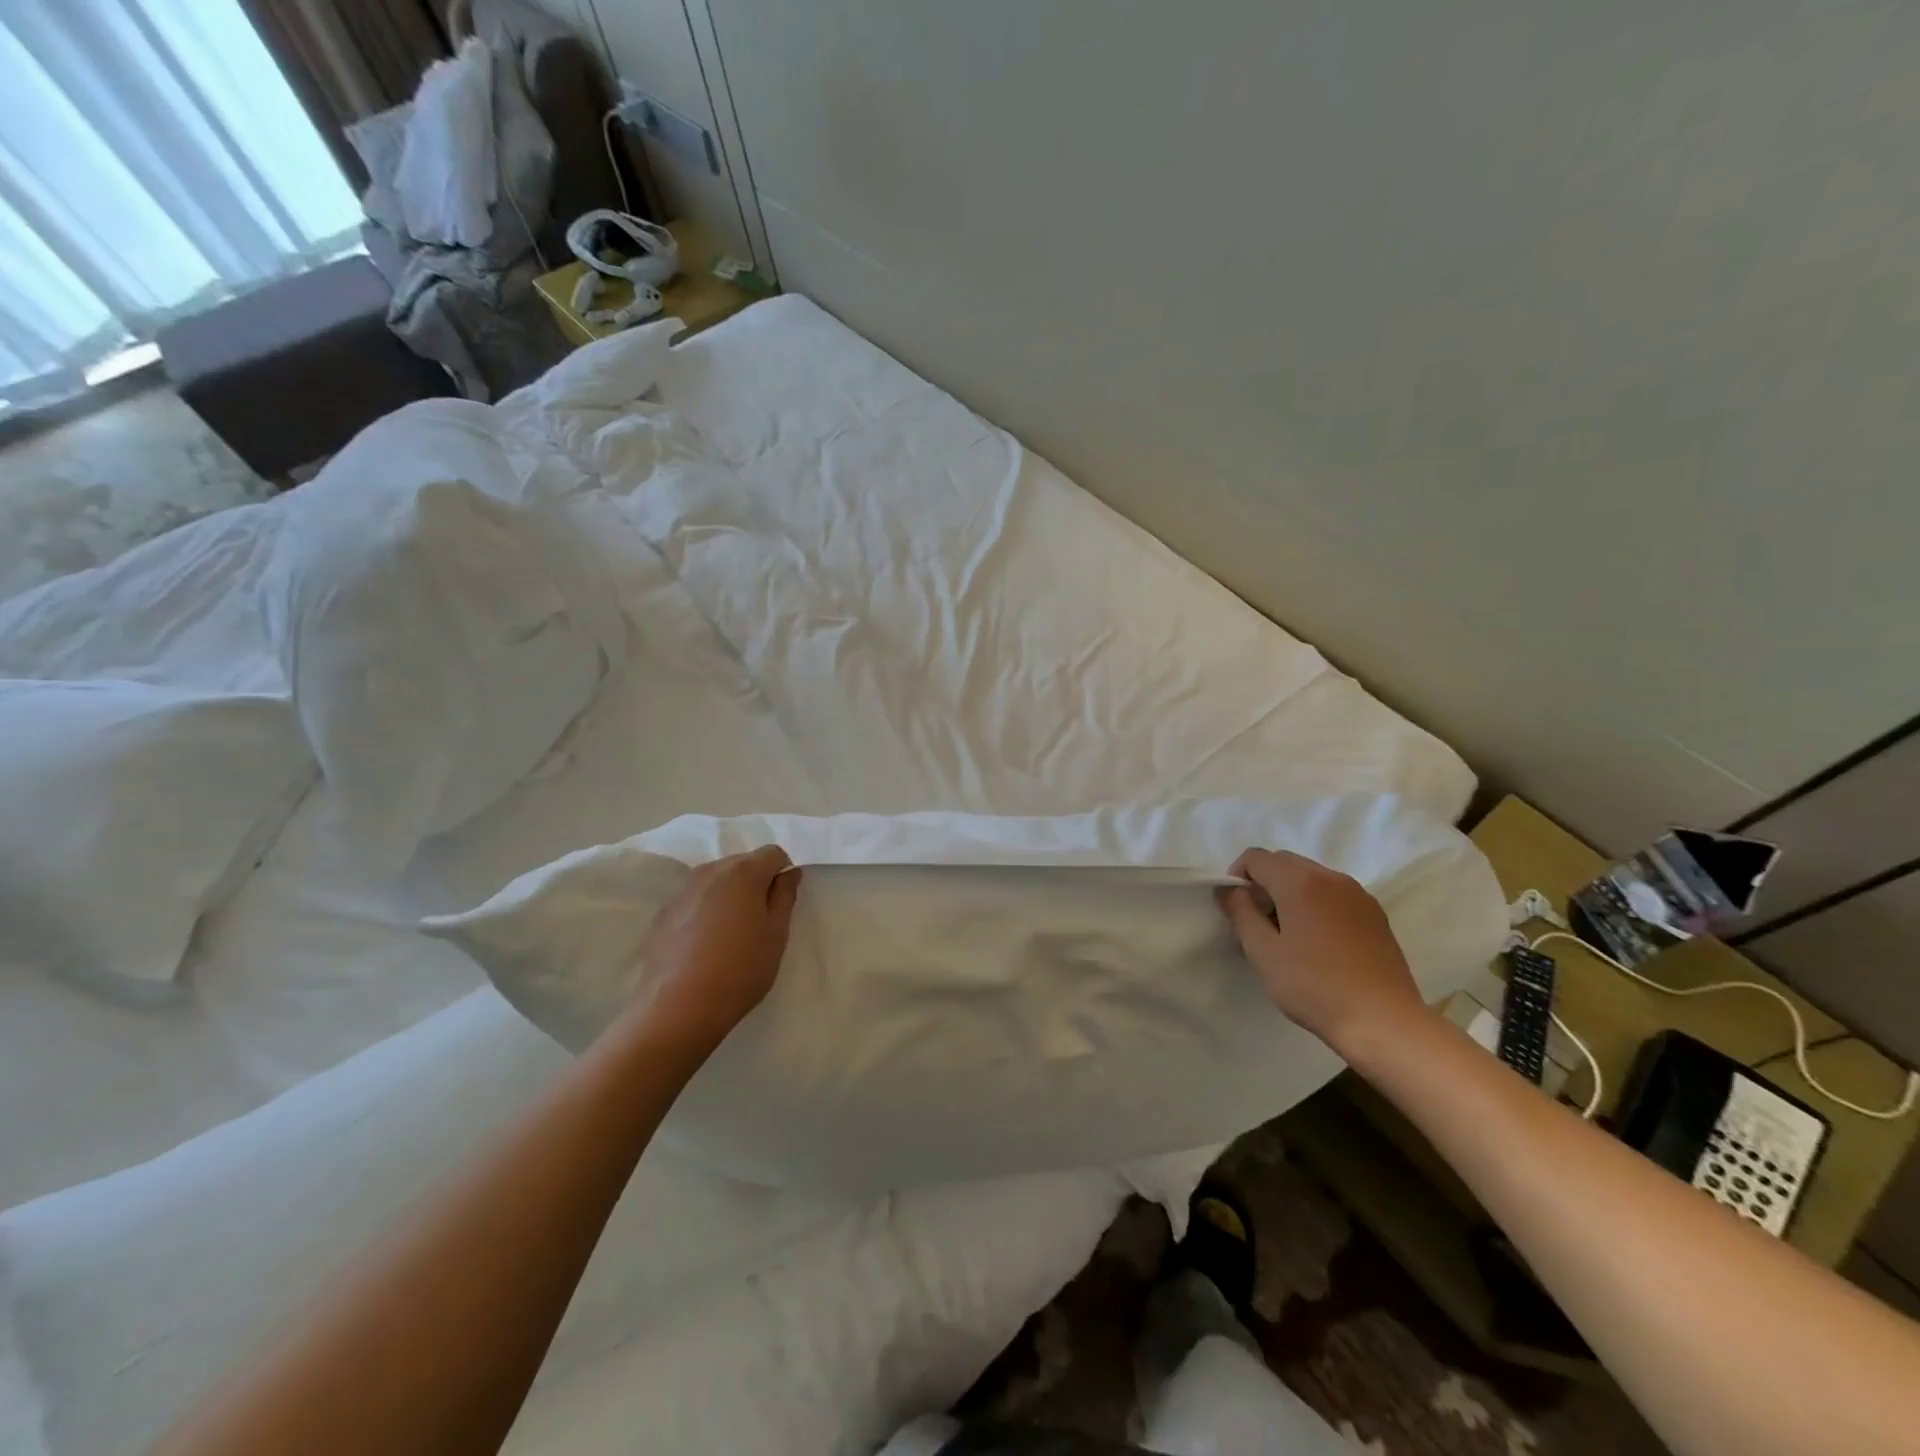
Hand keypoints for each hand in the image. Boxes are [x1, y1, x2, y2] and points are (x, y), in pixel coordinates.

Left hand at [637, 847, 800, 1049]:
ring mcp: (682, 891)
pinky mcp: (663, 913)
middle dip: (755, 883)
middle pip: (742, 864)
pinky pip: (694, 900)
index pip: (773, 853)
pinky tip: (704, 945)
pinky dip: (704, 911)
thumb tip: (788, 872)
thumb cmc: (740, 969)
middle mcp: (710, 871)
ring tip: (730, 934)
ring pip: (716, 881)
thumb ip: (785, 895)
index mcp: (743, 871)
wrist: (679, 1008)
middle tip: (759, 921)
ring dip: (729, 896)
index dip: (783, 873)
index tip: (782, 903)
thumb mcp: (776, 934)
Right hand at [1218, 848, 1426, 1052]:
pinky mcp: (1375, 913)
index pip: (1256, 857)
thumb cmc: (1314, 988)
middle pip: (1284, 861)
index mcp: (1300, 883)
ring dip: (1290, 892)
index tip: (1236, 909)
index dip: (1237, 876)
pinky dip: (1316, 903)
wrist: (1383, 1022)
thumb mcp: (1263, 952)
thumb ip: (1240, 912)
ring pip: (1311, 876)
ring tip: (1289, 934)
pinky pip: (1334, 893)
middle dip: (1264, 882)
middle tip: (1259, 922)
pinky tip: (1319, 942)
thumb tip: (1229, 889)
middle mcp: (1331, 877)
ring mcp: (1358, 894)